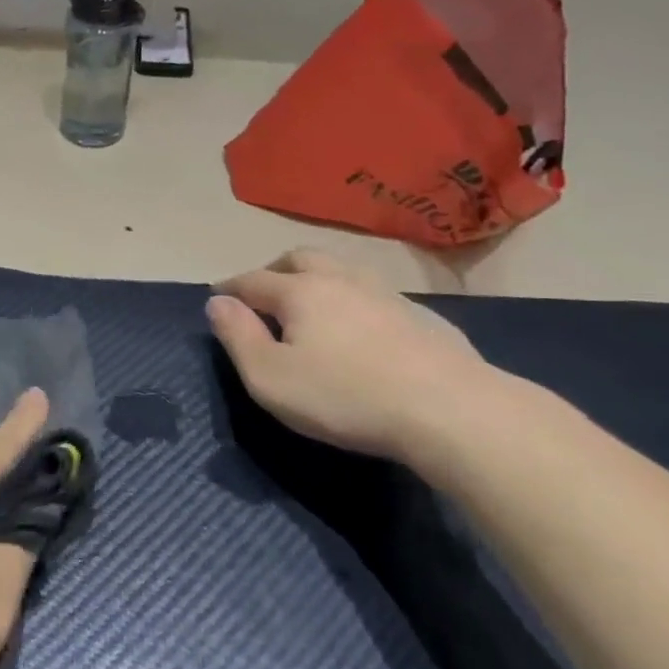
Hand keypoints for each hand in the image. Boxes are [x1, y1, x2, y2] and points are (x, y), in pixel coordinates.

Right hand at [207, 249, 497, 468]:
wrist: (451, 410)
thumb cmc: (346, 397)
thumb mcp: (271, 378)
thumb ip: (237, 337)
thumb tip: (216, 303)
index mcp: (299, 292)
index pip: (252, 280)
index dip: (229, 289)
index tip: (216, 297)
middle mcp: (339, 279)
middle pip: (298, 259)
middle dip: (273, 270)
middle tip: (262, 293)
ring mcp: (384, 292)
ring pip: (340, 269)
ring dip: (316, 278)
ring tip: (309, 302)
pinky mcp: (420, 314)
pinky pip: (373, 292)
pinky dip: (352, 299)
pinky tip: (360, 326)